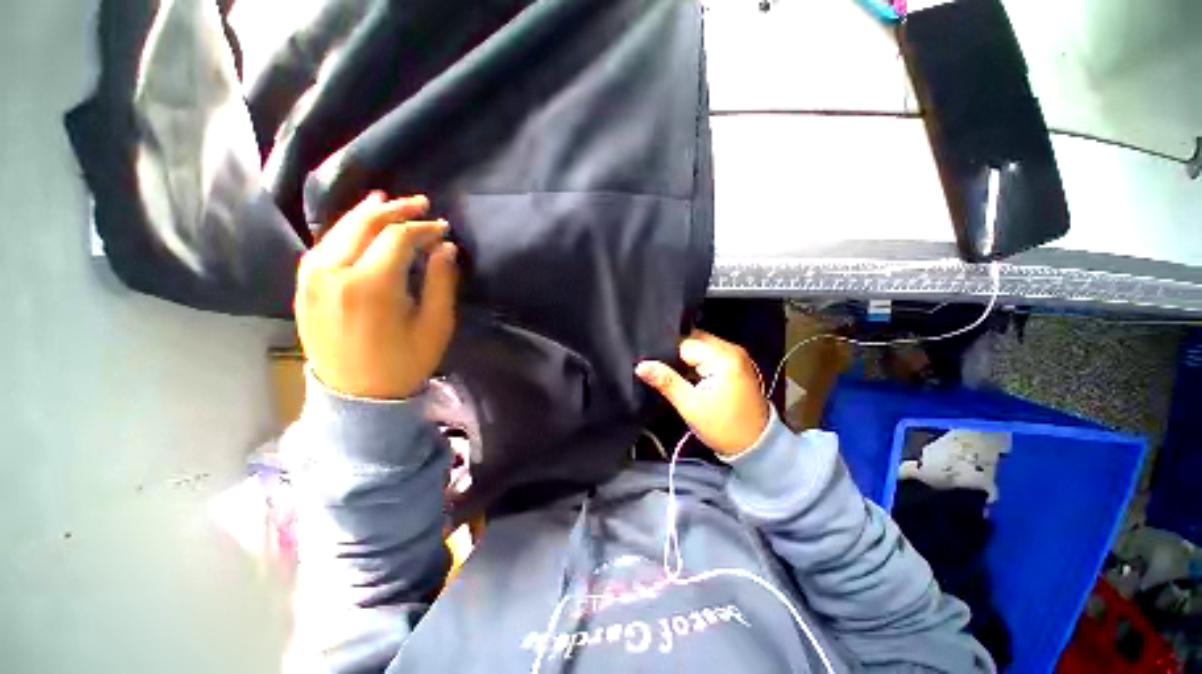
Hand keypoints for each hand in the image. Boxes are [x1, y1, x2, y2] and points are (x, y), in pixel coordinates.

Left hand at [295, 192, 458, 398]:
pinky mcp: (304, 285)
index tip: (443, 228)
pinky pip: (325, 245)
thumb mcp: (435, 325)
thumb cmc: (404, 362)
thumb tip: (446, 248)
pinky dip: (345, 229)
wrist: (356, 396)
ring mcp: (312, 277)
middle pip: (365, 223)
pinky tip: (358, 224)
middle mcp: (334, 272)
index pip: (398, 237)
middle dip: (396, 210)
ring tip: (388, 202)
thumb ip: (441, 282)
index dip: (424, 228)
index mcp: (371, 285)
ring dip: (368, 213)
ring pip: (340, 229)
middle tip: (421, 203)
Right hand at [636, 330, 769, 456]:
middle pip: (694, 341)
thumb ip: (665, 381)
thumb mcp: (690, 406)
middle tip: (664, 372)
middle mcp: (732, 350)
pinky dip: (698, 363)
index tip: (656, 368)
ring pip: (701, 347)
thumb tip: (641, 366)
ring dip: (688, 359)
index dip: (667, 355)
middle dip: (678, 355)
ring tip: (677, 376)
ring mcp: (736, 357)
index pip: (685, 344)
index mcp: (723, 357)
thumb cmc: (723, 427)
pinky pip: (710, 355)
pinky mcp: (736, 365)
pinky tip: (690, 377)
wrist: (756, 446)